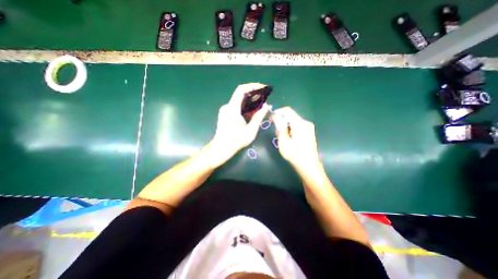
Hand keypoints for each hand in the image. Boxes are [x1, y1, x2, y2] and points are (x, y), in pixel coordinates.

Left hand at [210, 83, 271, 167]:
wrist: (221, 149)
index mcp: (232, 108)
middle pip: (240, 95)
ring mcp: (225, 111)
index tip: (262, 87)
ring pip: (239, 101)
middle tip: (264, 97)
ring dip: (249, 101)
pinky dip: (245, 107)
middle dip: (253, 94)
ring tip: (260, 104)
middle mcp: (227, 107)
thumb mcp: (251, 130)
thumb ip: (259, 117)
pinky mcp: (225, 115)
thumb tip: (266, 106)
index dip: (252, 86)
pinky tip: (252, 112)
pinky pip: (236, 107)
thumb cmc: (236, 141)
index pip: (241, 90)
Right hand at [271, 108, 320, 172]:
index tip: (271, 119)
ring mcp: (308, 127)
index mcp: (300, 124)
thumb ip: (280, 127)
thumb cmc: (295, 155)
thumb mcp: (284, 142)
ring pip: (293, 121)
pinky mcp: (309, 131)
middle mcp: (305, 123)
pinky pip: (297, 125)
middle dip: (281, 122)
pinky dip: (290, 129)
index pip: (287, 110)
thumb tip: (276, 116)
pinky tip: (289, 139)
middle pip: (290, 116)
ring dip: (285, 127)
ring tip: (283, 138)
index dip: (278, 112)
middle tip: (277, 133)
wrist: (309, 166)